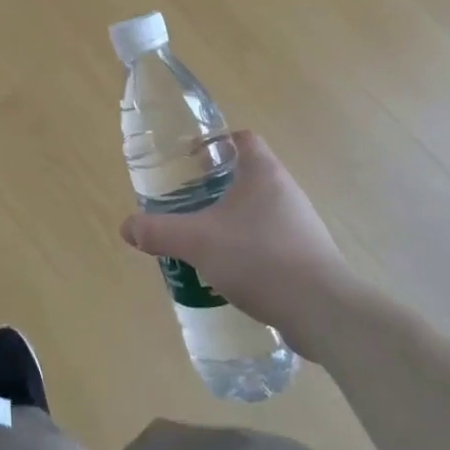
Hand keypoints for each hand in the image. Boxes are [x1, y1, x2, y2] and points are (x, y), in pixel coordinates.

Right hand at [120, 131, 352, 355]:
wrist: (322, 310)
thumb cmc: (259, 258)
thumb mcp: (197, 242)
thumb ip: (159, 232)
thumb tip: (127, 228)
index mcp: (263, 173)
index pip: (243, 139)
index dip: (216, 143)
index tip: (191, 161)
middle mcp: (286, 191)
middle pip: (248, 175)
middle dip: (217, 186)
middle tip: (189, 202)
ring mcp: (301, 224)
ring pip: (259, 210)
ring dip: (233, 219)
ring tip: (205, 239)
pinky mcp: (308, 256)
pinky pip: (272, 240)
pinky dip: (250, 247)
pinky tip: (231, 271)